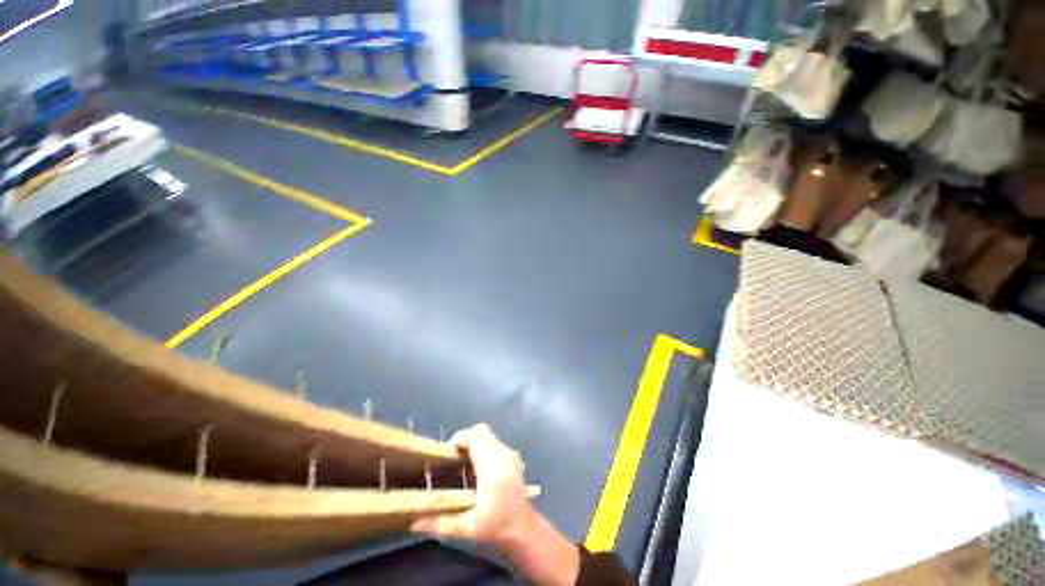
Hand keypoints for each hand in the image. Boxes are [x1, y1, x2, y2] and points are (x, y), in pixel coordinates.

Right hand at [411, 424, 579, 585]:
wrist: (524, 530)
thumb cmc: (496, 527)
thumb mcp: (467, 528)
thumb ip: (441, 523)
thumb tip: (413, 523)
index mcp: (492, 467)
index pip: (475, 437)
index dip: (458, 439)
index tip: (445, 454)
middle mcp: (503, 454)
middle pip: (481, 431)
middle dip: (464, 439)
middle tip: (451, 458)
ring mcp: (510, 453)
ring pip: (488, 435)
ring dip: (473, 442)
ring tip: (461, 463)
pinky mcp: (513, 456)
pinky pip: (493, 442)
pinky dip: (482, 447)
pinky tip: (475, 468)